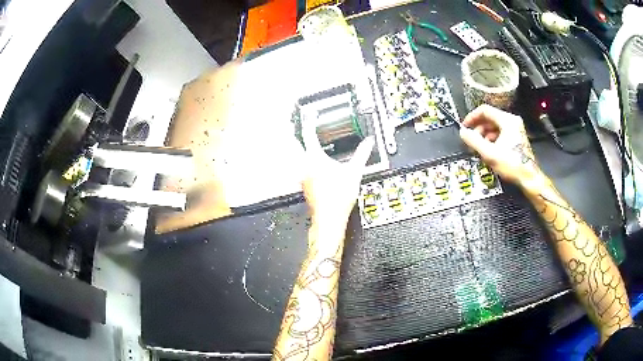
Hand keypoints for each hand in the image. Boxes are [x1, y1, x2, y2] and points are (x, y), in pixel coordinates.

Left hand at [301, 120, 373, 232]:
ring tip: (295, 138)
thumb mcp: (354, 172)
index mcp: (314, 158)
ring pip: (293, 156)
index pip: (309, 134)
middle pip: (293, 143)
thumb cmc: (338, 197)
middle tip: (291, 121)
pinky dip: (300, 160)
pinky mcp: (303, 184)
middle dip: (292, 131)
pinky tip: (307, 162)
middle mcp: (304, 165)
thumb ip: (362, 154)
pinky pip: (298, 167)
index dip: (309, 121)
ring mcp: (301, 175)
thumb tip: (369, 143)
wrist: (329, 218)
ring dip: (294, 146)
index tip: (310, 113)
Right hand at [459, 105, 542, 186]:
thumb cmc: (513, 165)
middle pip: (489, 118)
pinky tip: (488, 150)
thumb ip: (473, 140)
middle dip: (478, 128)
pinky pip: (500, 133)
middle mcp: (512, 122)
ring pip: (494, 126)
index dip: (472, 117)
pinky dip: (492, 139)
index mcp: (507, 120)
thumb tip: (463, 133)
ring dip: (484, 135)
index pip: (484, 110)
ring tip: (479, 146)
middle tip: (471, 139)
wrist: (529, 178)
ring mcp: (516, 129)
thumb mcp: (489, 153)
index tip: (465, 126)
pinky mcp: (516, 138)